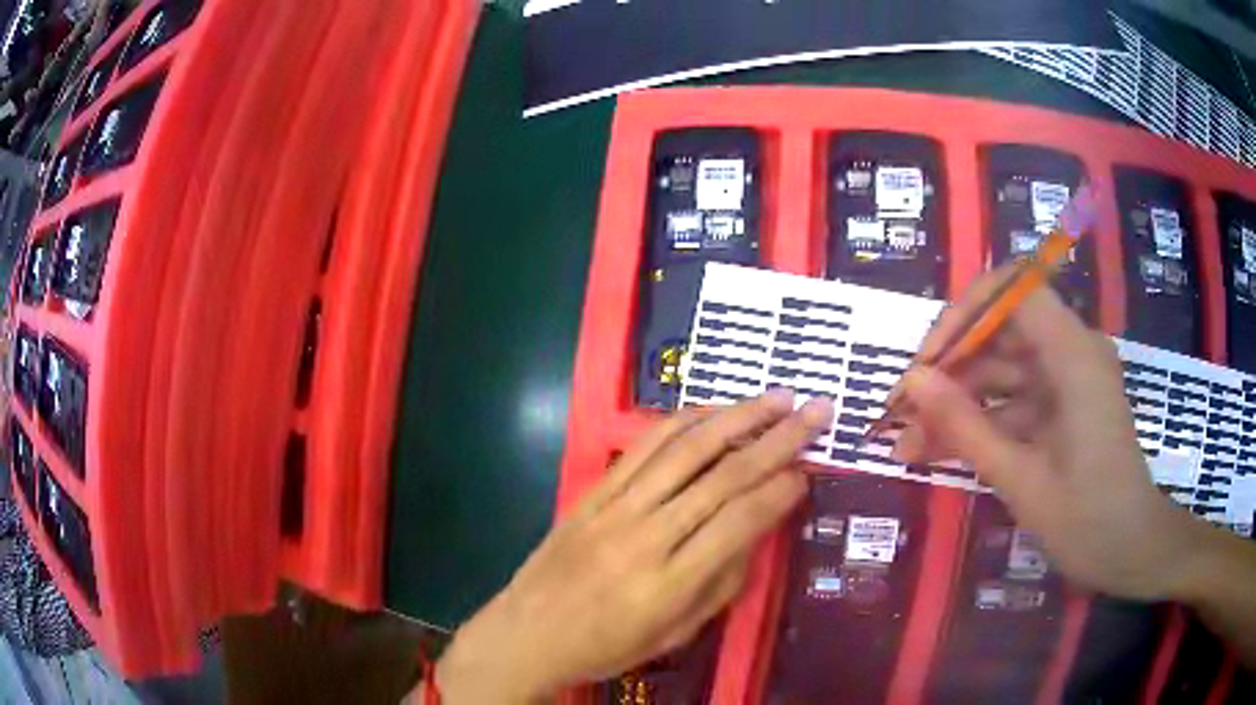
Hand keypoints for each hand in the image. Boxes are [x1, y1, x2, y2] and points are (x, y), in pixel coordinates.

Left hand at [432, 391, 833, 702]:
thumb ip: (722, 582)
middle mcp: (646, 536)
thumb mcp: (676, 634)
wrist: (527, 634)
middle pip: (725, 475)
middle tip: (817, 410)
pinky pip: (644, 446)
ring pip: (687, 449)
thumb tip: (758, 528)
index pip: (741, 521)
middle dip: (779, 438)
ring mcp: (615, 507)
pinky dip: (684, 421)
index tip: (810, 470)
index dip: (782, 490)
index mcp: (671, 583)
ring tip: (777, 397)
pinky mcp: (594, 492)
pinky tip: (714, 410)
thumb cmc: (607, 646)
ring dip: (738, 417)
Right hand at [891, 265, 1212, 601]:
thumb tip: (912, 381)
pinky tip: (939, 453)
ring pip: (1001, 370)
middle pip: (1001, 330)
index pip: (1012, 290)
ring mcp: (1068, 380)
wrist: (1132, 553)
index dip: (964, 314)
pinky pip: (1014, 401)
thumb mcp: (1022, 479)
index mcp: (1074, 354)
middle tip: (903, 414)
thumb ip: (966, 426)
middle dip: (950, 368)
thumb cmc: (1088, 521)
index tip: (928, 363)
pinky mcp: (1063, 406)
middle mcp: (1072, 351)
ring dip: (957, 403)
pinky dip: (980, 423)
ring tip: (908, 446)